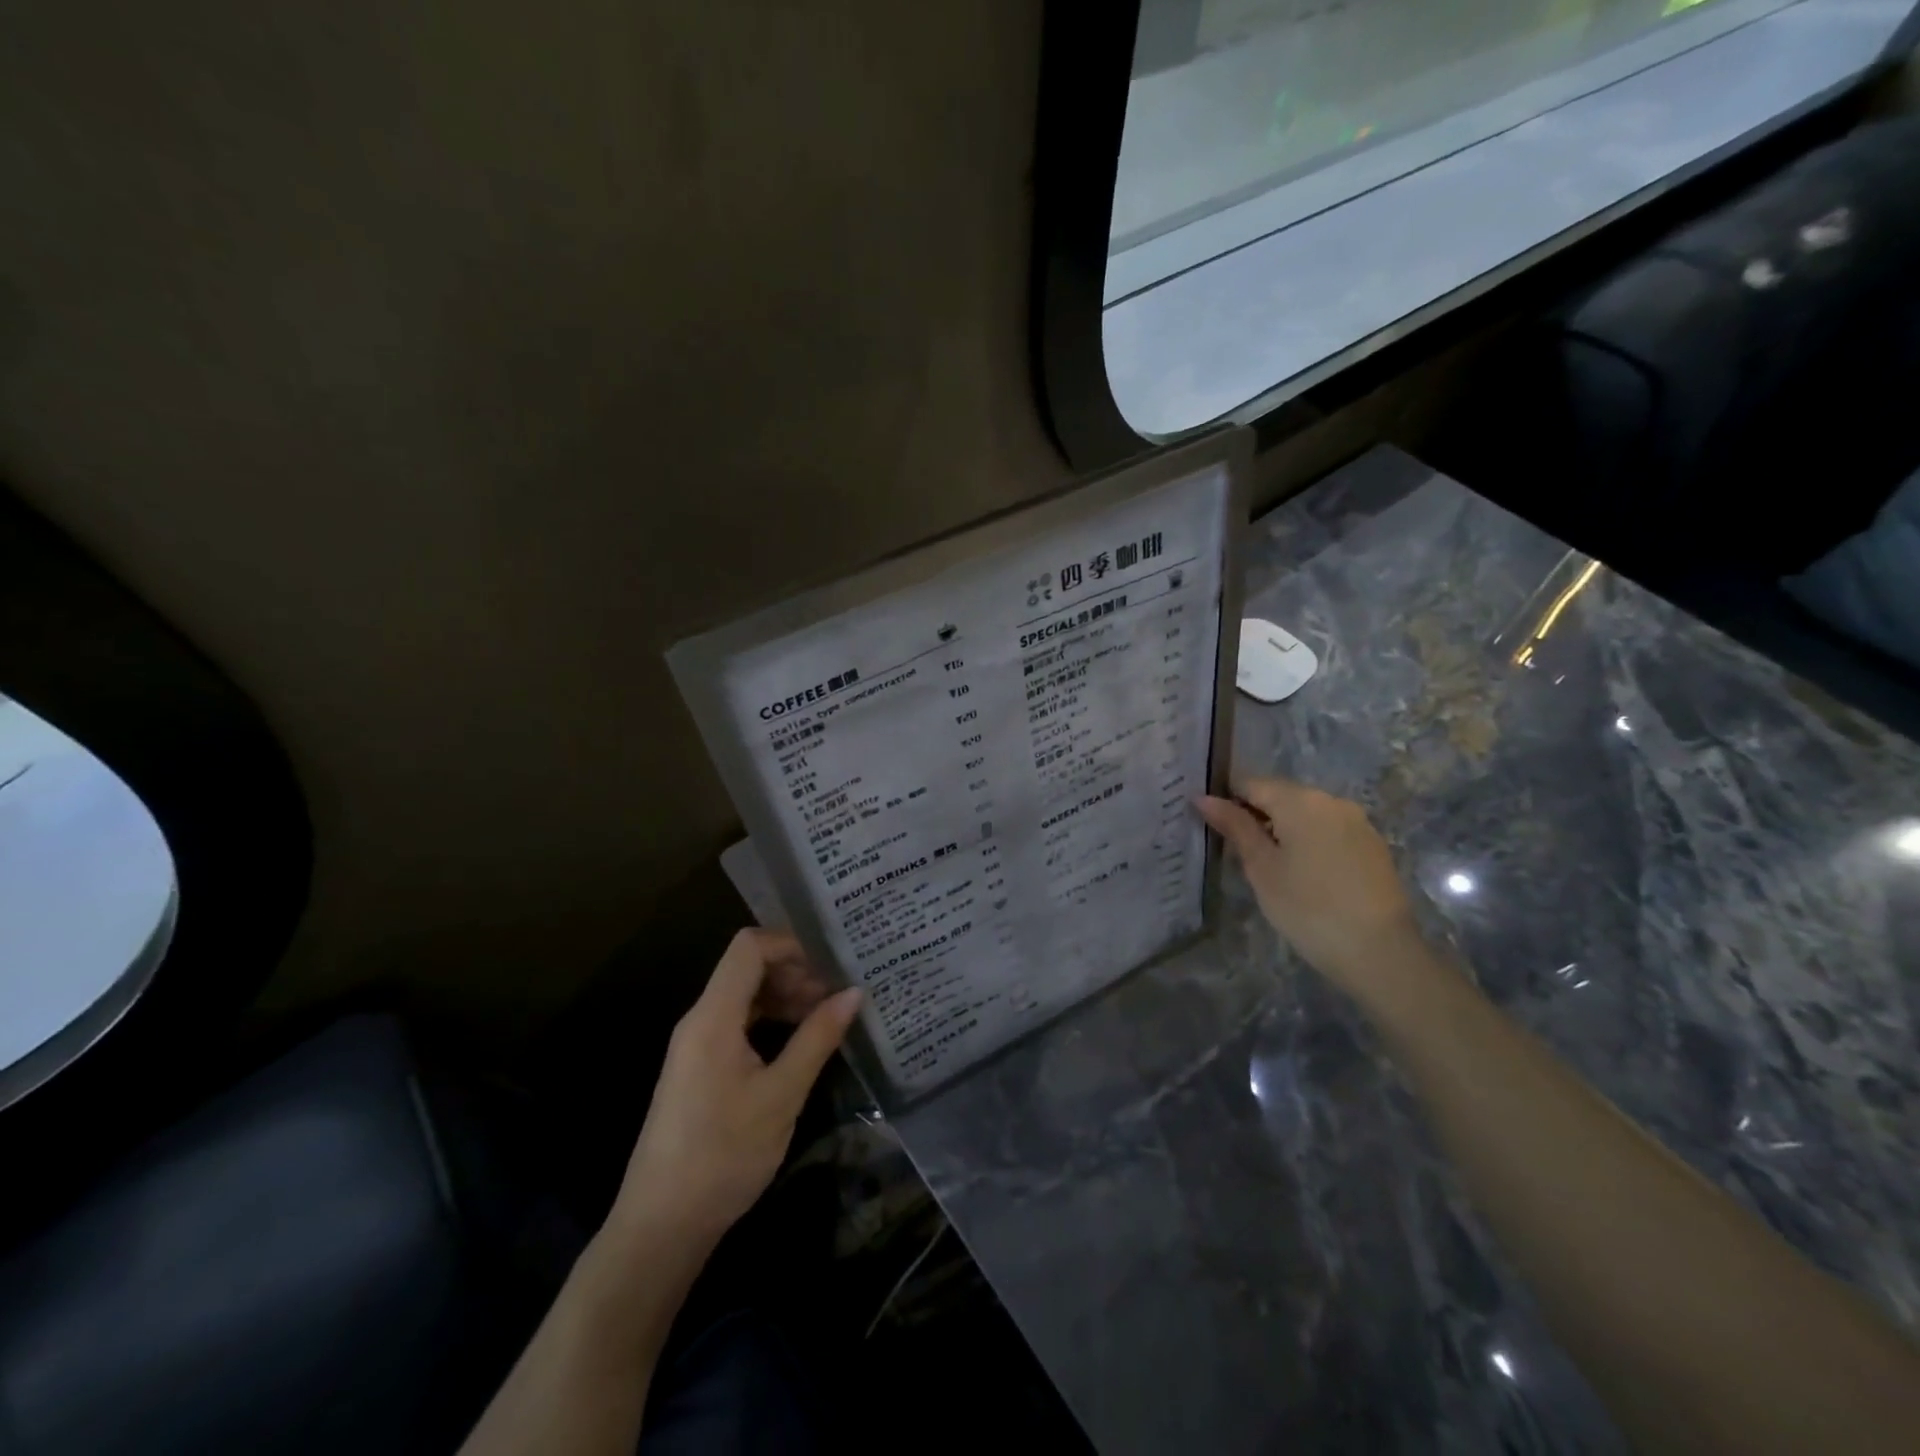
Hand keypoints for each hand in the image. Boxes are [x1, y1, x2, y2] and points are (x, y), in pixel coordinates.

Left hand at [608, 929, 861, 1254]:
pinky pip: (737, 1023)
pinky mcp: (699, 1067)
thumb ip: (817, 1038)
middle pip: (747, 967)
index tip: (832, 961)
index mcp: (713, 1016)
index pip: (749, 947)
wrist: (661, 1225)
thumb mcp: (781, 1095)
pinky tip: (799, 1041)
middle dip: (795, 971)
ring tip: (826, 1016)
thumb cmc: (723, 1155)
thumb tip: (854, 992)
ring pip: (744, 996)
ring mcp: (696, 1044)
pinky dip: (770, 1020)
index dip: (791, 943)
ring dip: (785, 996)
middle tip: (838, 992)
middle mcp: (700, 1019)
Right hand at [1198, 777, 1421, 994]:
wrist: (1381, 953)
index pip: (1249, 783)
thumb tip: (1203, 797)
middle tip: (1235, 851)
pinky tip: (1304, 875)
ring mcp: (1357, 821)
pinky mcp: (1373, 845)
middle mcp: (1330, 800)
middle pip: (1280, 795)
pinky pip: (1329, 831)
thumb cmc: (1308, 908)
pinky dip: (1309, 842)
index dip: (1225, 800)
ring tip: (1268, 865)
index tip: (1211, 826)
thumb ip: (1235, 827)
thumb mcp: (1261, 868)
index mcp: (1299, 800)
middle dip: (1255, 815)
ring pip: (1305, 814)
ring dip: (1283, 830)